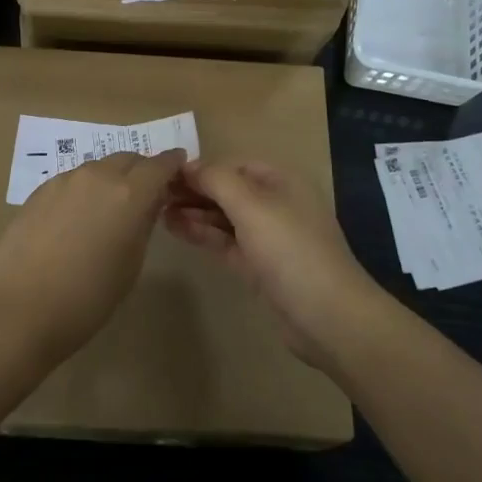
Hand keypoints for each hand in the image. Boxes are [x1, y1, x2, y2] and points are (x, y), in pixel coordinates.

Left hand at [0, 149, 186, 364]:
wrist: (17, 309)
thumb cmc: (86, 299)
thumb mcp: (130, 265)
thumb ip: (142, 226)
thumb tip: (145, 207)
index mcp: (130, 194)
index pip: (161, 164)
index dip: (173, 165)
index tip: (180, 171)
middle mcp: (99, 176)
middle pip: (129, 159)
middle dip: (142, 171)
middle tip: (146, 195)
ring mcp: (65, 180)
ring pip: (99, 168)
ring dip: (112, 180)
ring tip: (110, 209)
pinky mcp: (40, 190)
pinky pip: (74, 180)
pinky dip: (85, 190)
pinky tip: (78, 218)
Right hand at [164, 159, 389, 370]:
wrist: (328, 316)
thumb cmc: (290, 250)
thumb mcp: (252, 206)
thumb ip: (217, 180)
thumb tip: (187, 165)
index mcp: (281, 181)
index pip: (233, 165)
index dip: (201, 168)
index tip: (164, 174)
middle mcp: (275, 204)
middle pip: (228, 190)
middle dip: (194, 190)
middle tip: (153, 194)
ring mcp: (268, 237)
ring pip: (224, 217)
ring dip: (194, 212)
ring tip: (156, 211)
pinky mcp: (259, 267)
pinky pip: (225, 241)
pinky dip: (202, 233)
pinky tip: (175, 228)